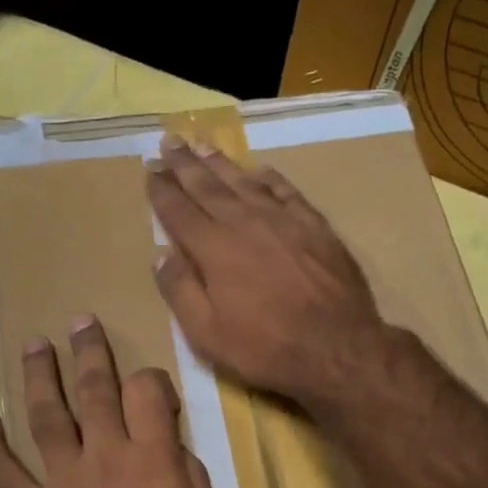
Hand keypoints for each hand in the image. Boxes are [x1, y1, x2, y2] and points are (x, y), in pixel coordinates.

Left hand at [0, 318, 226, 487]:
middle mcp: (104, 456)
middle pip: (94, 389)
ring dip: (38, 375)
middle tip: (80, 322)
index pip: (148, 392)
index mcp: (153, 458)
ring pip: (46, 415)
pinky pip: (4, 473)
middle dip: (89, 351)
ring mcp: (62, 482)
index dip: (152, 379)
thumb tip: (171, 450)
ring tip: (33, 345)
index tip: (152, 387)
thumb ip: (189, 479)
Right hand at [147, 136, 388, 409]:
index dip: (162, 189)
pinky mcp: (315, 225)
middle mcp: (245, 223)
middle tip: (169, 140)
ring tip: (203, 145)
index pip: (179, 211)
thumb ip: (180, 291)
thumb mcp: (207, 334)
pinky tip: (259, 170)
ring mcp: (283, 220)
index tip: (150, 168)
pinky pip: (286, 191)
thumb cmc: (265, 347)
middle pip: (208, 186)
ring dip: (221, 162)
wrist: (337, 347)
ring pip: (245, 181)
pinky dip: (269, 177)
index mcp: (214, 249)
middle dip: (185, 164)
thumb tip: (161, 255)